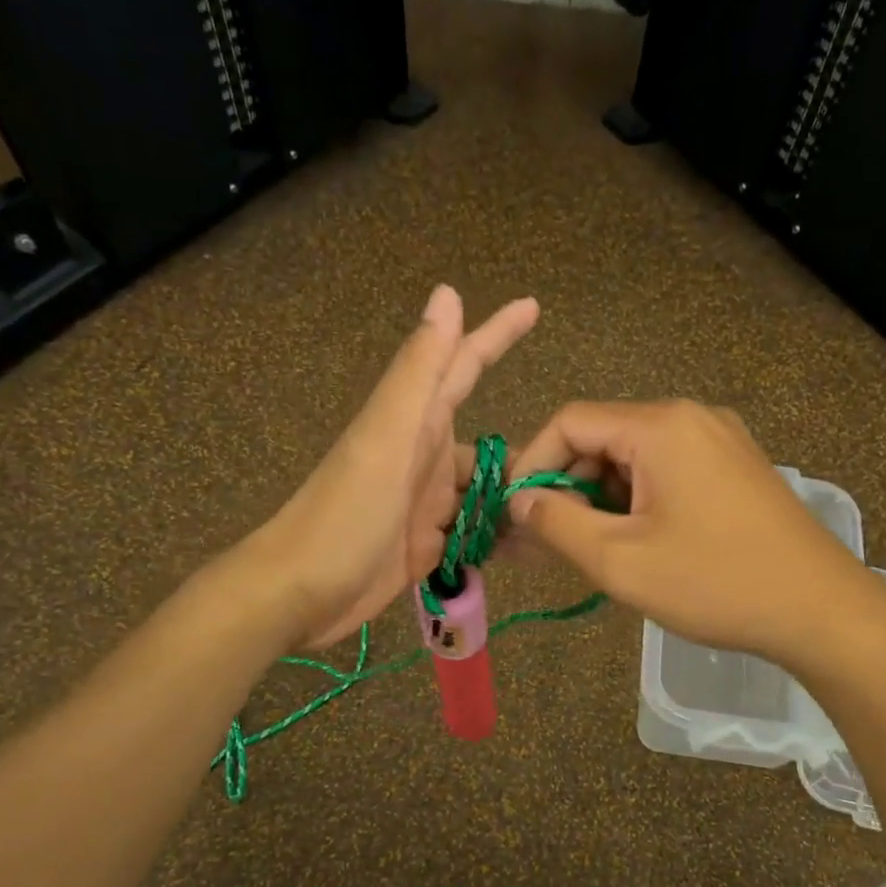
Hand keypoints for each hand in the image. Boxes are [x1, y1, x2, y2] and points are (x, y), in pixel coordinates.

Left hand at [241, 286, 537, 648]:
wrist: (302, 593)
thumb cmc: (344, 514)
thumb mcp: (387, 437)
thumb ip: (420, 371)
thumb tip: (447, 294)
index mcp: (417, 423)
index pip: (464, 366)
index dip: (497, 335)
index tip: (533, 305)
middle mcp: (426, 458)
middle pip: (488, 446)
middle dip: (531, 455)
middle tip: (583, 469)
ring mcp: (427, 504)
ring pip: (485, 493)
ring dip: (518, 503)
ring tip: (565, 515)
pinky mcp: (426, 545)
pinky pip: (474, 533)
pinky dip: (499, 538)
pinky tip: (532, 546)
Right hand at [509, 399, 869, 665]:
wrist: (820, 610)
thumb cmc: (715, 583)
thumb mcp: (620, 560)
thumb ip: (557, 524)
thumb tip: (520, 501)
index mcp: (660, 426)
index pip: (570, 423)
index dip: (531, 464)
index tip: (513, 513)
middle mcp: (691, 418)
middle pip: (602, 438)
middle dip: (566, 487)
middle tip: (544, 541)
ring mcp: (720, 441)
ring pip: (634, 459)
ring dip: (600, 499)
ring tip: (586, 550)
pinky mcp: (735, 469)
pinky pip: (667, 473)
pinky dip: (636, 502)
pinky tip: (632, 543)